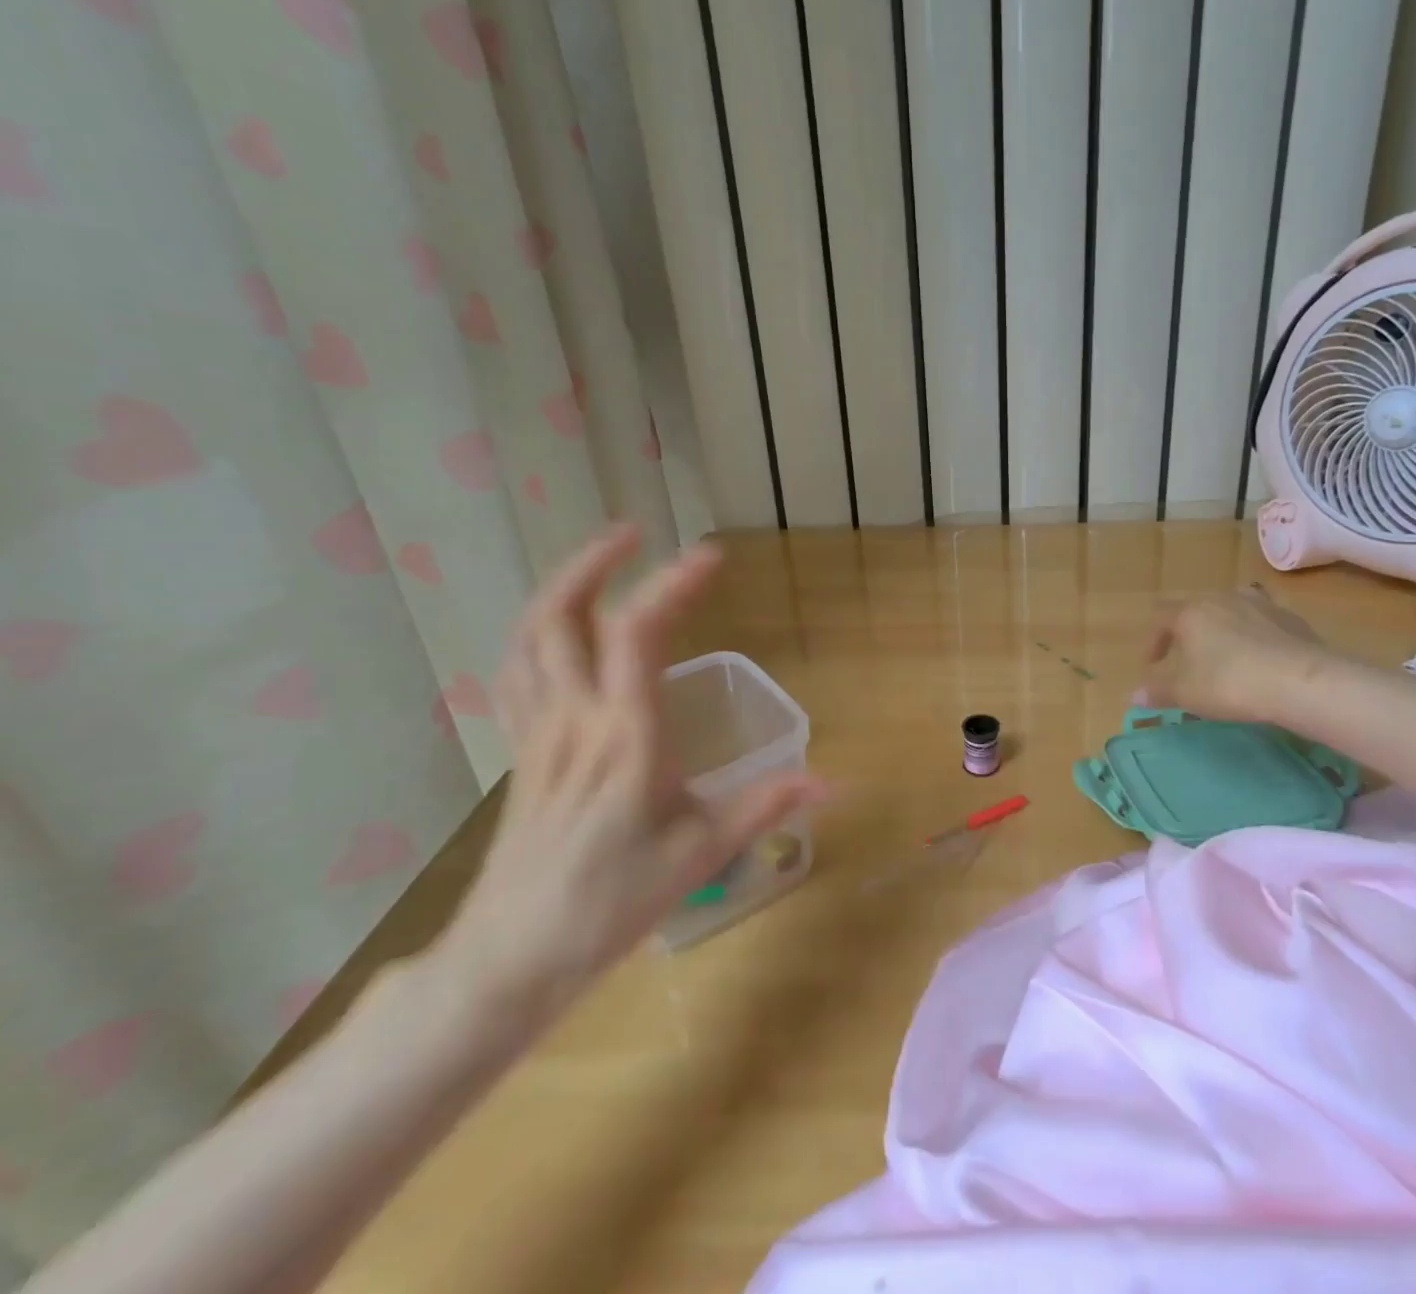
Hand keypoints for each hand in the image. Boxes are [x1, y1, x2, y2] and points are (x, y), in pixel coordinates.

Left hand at [435, 525, 827, 1026]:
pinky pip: (517, 671)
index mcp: (624, 738)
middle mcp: (574, 720)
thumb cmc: (609, 906)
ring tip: (599, 564)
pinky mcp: (522, 751)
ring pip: (527, 638)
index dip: (671, 584)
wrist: (508, 959)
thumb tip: (830, 782)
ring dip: (559, 588)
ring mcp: (538, 733)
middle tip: (634, 533)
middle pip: (559, 616)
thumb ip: (763, 807)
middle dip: (594, 563)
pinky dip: (537, 632)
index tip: (711, 555)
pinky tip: (561, 631)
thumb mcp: (699, 856)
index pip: (637, 636)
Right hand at [1141, 585, 1332, 723]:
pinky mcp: (1290, 618)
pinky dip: (1254, 637)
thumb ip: (1157, 691)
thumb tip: (1134, 696)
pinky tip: (1261, 662)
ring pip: (1231, 611)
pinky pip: (1262, 623)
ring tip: (1226, 657)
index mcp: (1191, 612)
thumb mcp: (1186, 693)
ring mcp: (1260, 604)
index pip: (1160, 617)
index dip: (1153, 641)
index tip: (1153, 666)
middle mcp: (1222, 599)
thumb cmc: (1230, 683)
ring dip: (1222, 631)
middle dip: (1187, 633)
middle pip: (1196, 609)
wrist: (1302, 681)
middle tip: (1188, 661)